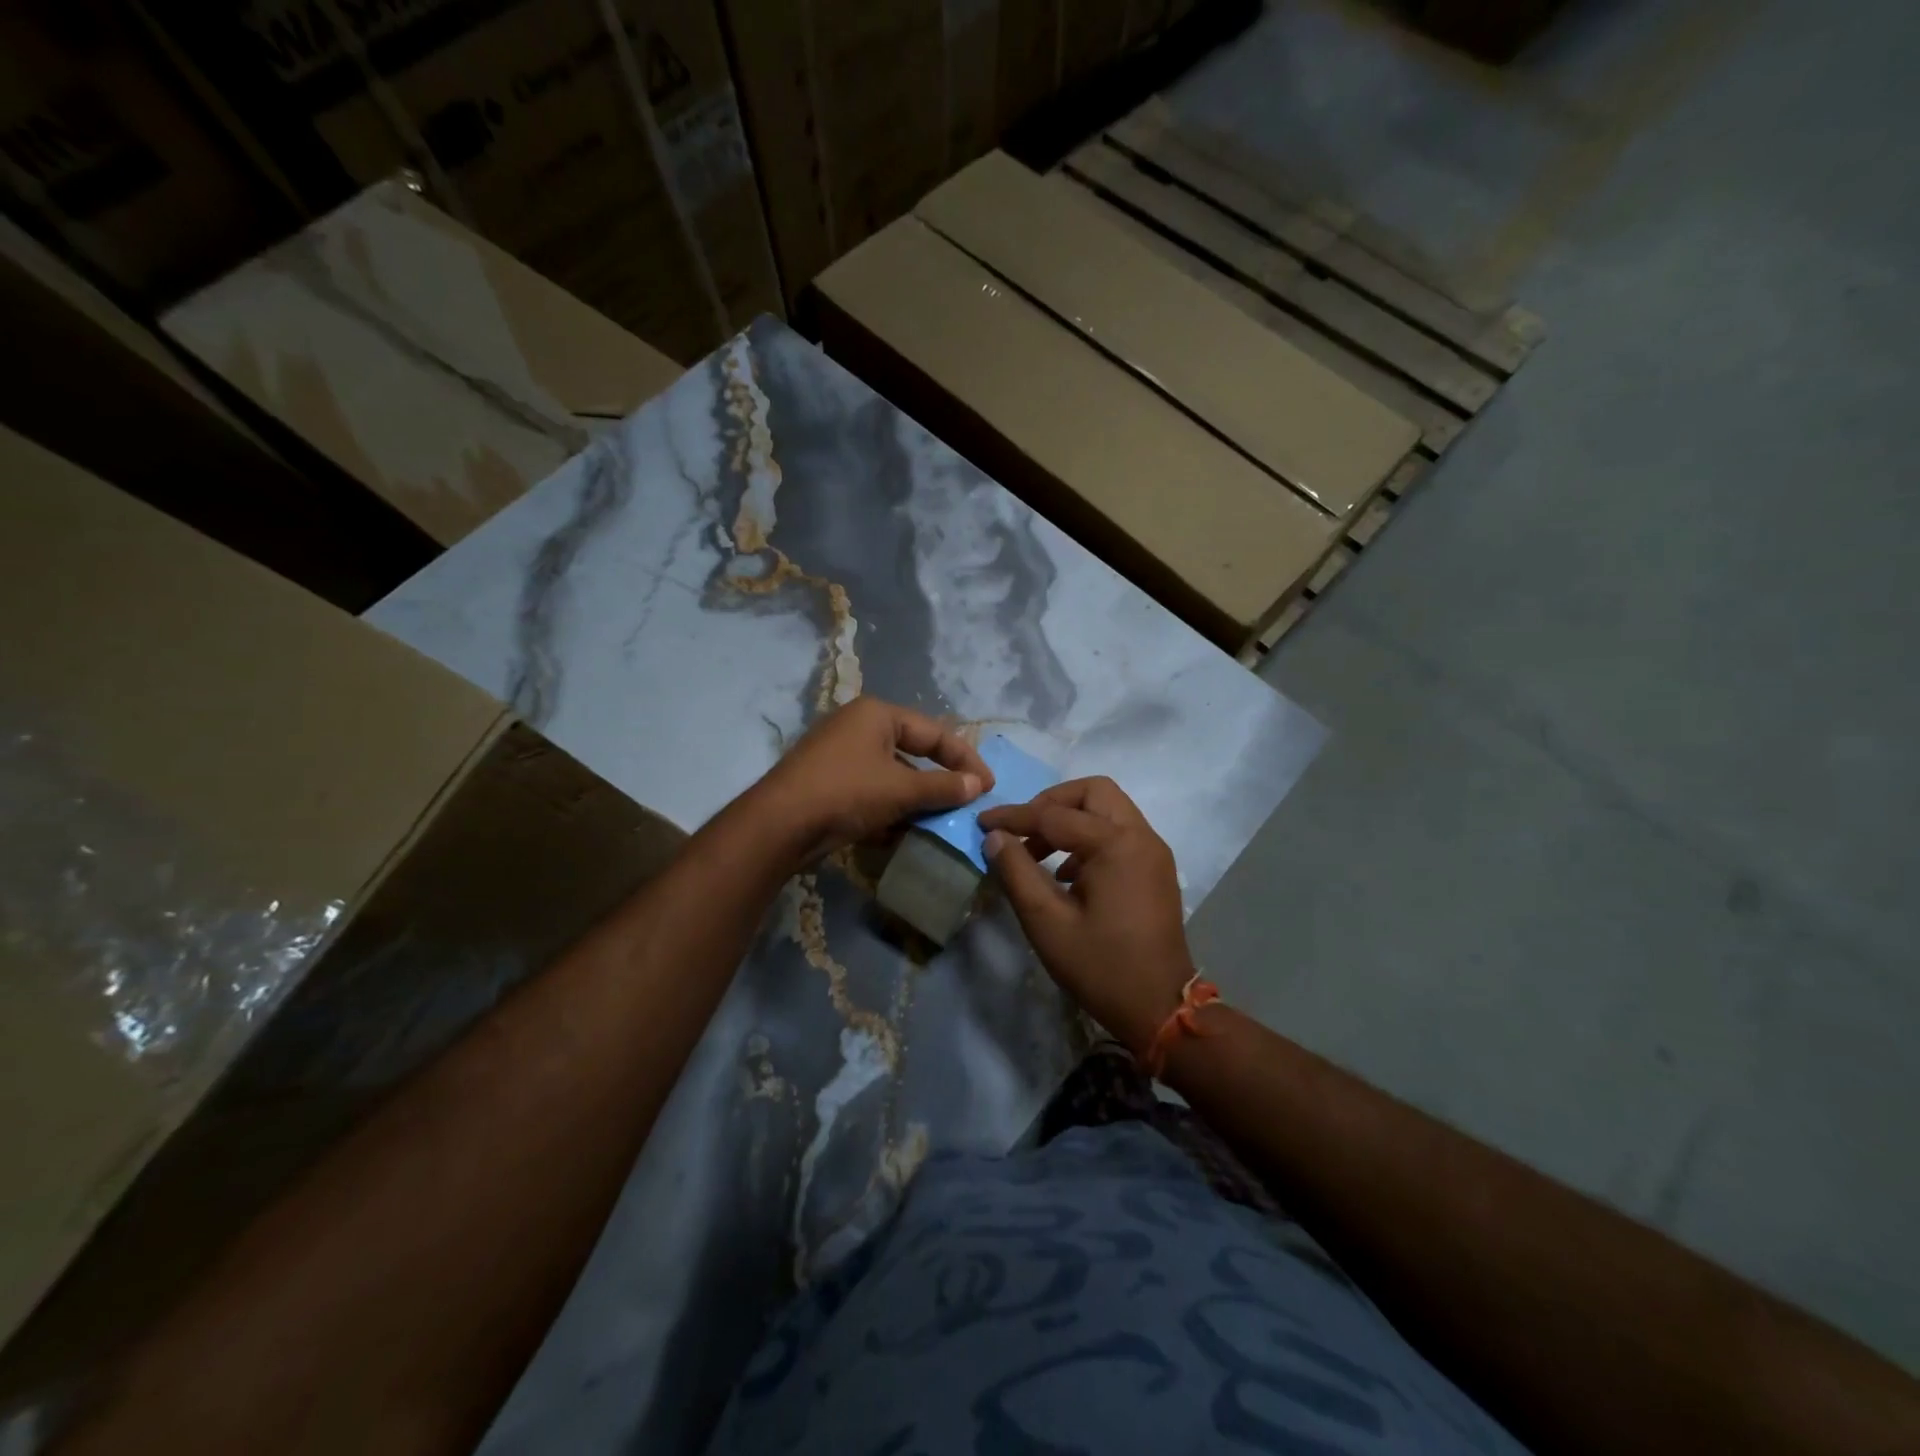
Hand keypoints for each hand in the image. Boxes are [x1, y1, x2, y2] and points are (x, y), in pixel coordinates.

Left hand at [751, 697, 992, 867]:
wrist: (778, 826)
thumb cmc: (846, 793)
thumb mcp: (901, 789)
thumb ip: (943, 786)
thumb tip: (978, 785)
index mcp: (877, 715)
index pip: (935, 733)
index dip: (965, 759)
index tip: (988, 786)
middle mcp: (858, 729)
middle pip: (913, 754)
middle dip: (939, 784)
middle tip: (965, 806)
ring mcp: (840, 758)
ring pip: (892, 778)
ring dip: (915, 802)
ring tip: (939, 826)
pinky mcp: (829, 786)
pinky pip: (871, 795)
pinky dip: (889, 812)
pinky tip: (902, 836)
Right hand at [979, 777, 1193, 1056]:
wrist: (1160, 1007)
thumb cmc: (1100, 966)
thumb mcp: (1046, 922)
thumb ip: (1017, 872)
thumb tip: (995, 837)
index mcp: (1116, 844)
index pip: (1054, 815)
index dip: (1014, 817)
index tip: (982, 822)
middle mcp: (1141, 836)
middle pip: (1093, 792)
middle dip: (1052, 803)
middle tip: (1023, 830)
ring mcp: (1153, 851)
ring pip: (1108, 809)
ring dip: (1071, 819)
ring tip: (1038, 854)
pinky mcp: (1156, 868)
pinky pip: (1119, 832)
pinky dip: (1090, 837)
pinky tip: (1067, 874)